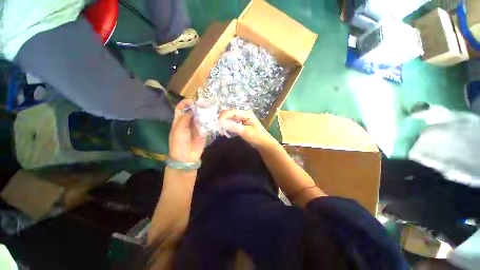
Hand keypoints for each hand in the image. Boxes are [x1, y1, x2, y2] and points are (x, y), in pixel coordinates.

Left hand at [168, 99, 206, 162]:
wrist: (186, 156)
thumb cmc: (179, 142)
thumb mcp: (179, 129)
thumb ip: (185, 118)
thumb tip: (193, 108)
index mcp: (179, 120)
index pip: (181, 108)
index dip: (185, 103)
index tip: (192, 101)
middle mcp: (189, 121)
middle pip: (193, 111)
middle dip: (198, 106)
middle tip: (205, 103)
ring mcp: (197, 126)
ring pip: (201, 116)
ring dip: (205, 112)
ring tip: (210, 108)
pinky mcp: (204, 130)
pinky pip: (207, 124)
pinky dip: (210, 120)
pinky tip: (213, 116)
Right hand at [219, 110, 275, 147]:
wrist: (263, 144)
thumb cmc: (256, 137)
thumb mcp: (245, 132)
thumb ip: (234, 127)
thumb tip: (221, 122)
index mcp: (246, 114)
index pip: (232, 112)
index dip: (224, 115)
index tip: (217, 122)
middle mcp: (244, 114)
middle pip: (230, 114)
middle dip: (223, 119)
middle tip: (217, 126)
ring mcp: (242, 119)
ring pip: (231, 119)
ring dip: (225, 123)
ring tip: (220, 129)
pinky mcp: (241, 124)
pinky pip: (233, 123)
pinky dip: (228, 126)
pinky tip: (225, 131)